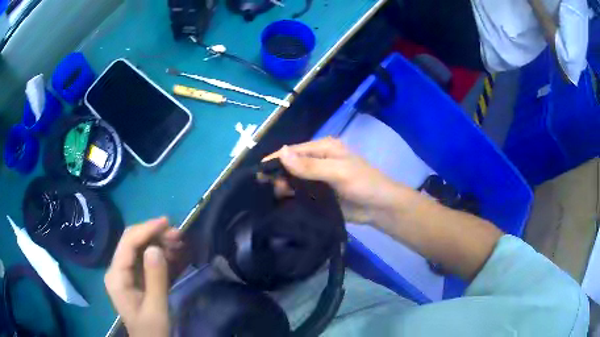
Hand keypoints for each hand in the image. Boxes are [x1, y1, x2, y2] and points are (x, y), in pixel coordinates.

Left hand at [105, 217, 182, 336]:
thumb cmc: (151, 330)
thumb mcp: (156, 308)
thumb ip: (155, 279)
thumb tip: (155, 248)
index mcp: (116, 276)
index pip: (128, 244)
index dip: (146, 229)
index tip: (167, 223)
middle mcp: (117, 269)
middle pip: (132, 242)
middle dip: (154, 234)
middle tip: (178, 234)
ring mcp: (125, 273)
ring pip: (139, 247)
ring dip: (158, 242)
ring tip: (178, 242)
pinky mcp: (134, 277)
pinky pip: (144, 258)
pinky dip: (159, 253)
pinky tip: (172, 253)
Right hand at [265, 138, 408, 224]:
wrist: (380, 208)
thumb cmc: (363, 184)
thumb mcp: (338, 172)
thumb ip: (310, 166)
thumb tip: (281, 152)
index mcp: (324, 148)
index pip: (293, 150)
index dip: (276, 159)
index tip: (258, 173)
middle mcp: (319, 160)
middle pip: (291, 165)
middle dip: (279, 174)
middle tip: (268, 189)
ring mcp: (319, 178)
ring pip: (294, 179)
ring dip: (284, 187)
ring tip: (276, 198)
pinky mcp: (319, 194)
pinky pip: (300, 193)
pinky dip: (291, 196)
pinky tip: (283, 203)